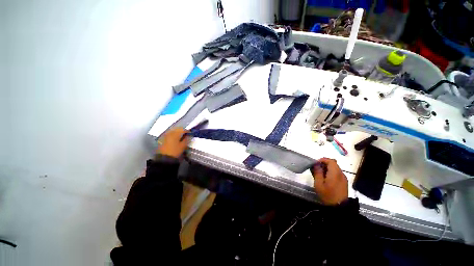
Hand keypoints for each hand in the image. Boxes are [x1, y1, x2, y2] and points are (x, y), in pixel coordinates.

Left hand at [157, 127, 189, 157]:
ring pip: (173, 131)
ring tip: (180, 136)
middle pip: (177, 129)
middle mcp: (170, 133)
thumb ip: (186, 139)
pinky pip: (169, 134)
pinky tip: (175, 138)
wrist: (164, 157)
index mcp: (176, 134)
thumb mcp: (183, 146)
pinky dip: (173, 135)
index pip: (183, 130)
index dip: (187, 131)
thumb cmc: (175, 151)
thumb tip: (188, 135)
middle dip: (182, 131)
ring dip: (177, 132)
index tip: (190, 134)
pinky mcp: (163, 138)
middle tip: (186, 134)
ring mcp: (166, 135)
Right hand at [312, 158, 347, 204]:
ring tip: (320, 174)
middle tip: (316, 169)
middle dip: (324, 164)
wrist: (339, 207)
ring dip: (327, 168)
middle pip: (333, 164)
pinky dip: (331, 172)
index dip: (322, 160)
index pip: (330, 161)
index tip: (315, 164)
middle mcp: (341, 174)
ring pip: (335, 168)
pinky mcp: (344, 182)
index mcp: (335, 173)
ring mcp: (343, 178)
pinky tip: (326, 179)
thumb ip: (317, 172)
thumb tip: (316, 164)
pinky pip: (337, 173)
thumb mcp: (319, 184)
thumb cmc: (327, 195)